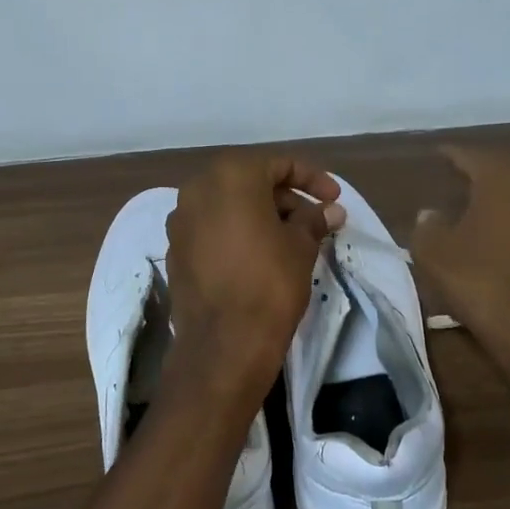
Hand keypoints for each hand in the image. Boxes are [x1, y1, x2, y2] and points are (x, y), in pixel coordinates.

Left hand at [165, 155, 346, 397]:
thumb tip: (331, 210)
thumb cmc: (269, 284)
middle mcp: (197, 189)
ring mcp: (180, 220)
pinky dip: (237, 233)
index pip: (279, 164)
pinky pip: (212, 229)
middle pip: (250, 182)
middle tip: (315, 222)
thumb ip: (314, 220)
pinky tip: (260, 256)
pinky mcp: (175, 250)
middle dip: (286, 199)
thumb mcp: (301, 247)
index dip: (312, 179)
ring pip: (229, 205)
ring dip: (261, 215)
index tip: (334, 200)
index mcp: (230, 176)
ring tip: (292, 240)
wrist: (223, 344)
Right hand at [410, 147, 509, 382]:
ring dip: (507, 198)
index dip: (452, 155)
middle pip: (506, 170)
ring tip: (484, 206)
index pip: (472, 156)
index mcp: (504, 178)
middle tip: (460, 177)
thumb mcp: (435, 255)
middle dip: (482, 173)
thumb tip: (431, 214)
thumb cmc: (484, 284)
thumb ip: (427, 227)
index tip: (438, 154)